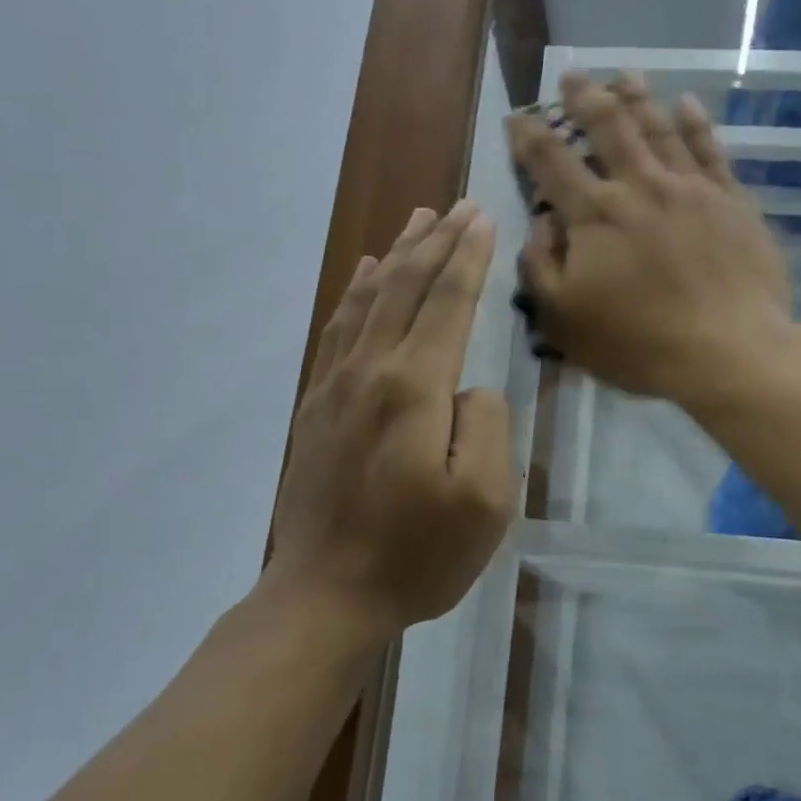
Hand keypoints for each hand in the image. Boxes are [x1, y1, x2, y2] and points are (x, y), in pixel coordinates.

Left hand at [264, 201, 514, 638]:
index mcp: (414, 389)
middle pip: (406, 288)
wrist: (325, 595)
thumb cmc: (416, 554)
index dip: (469, 258)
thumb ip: (486, 425)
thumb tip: (469, 388)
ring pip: (368, 300)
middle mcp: (370, 372)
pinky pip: (337, 330)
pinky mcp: (315, 406)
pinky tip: (364, 276)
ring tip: (416, 221)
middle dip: (436, 242)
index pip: (448, 304)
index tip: (484, 217)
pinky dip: (355, 293)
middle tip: (459, 205)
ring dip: (396, 256)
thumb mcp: (485, 500)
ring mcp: (335, 387)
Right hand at [507, 72, 793, 405]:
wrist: (728, 351)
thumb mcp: (564, 319)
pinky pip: (710, 149)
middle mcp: (640, 186)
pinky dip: (696, 123)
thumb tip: (541, 221)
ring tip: (624, 75)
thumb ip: (540, 266)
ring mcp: (691, 188)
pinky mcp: (731, 200)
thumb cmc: (638, 343)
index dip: (530, 136)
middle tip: (573, 75)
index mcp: (595, 214)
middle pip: (609, 127)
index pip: (552, 162)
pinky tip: (687, 103)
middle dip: (585, 97)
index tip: (518, 117)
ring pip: (659, 128)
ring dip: (638, 98)